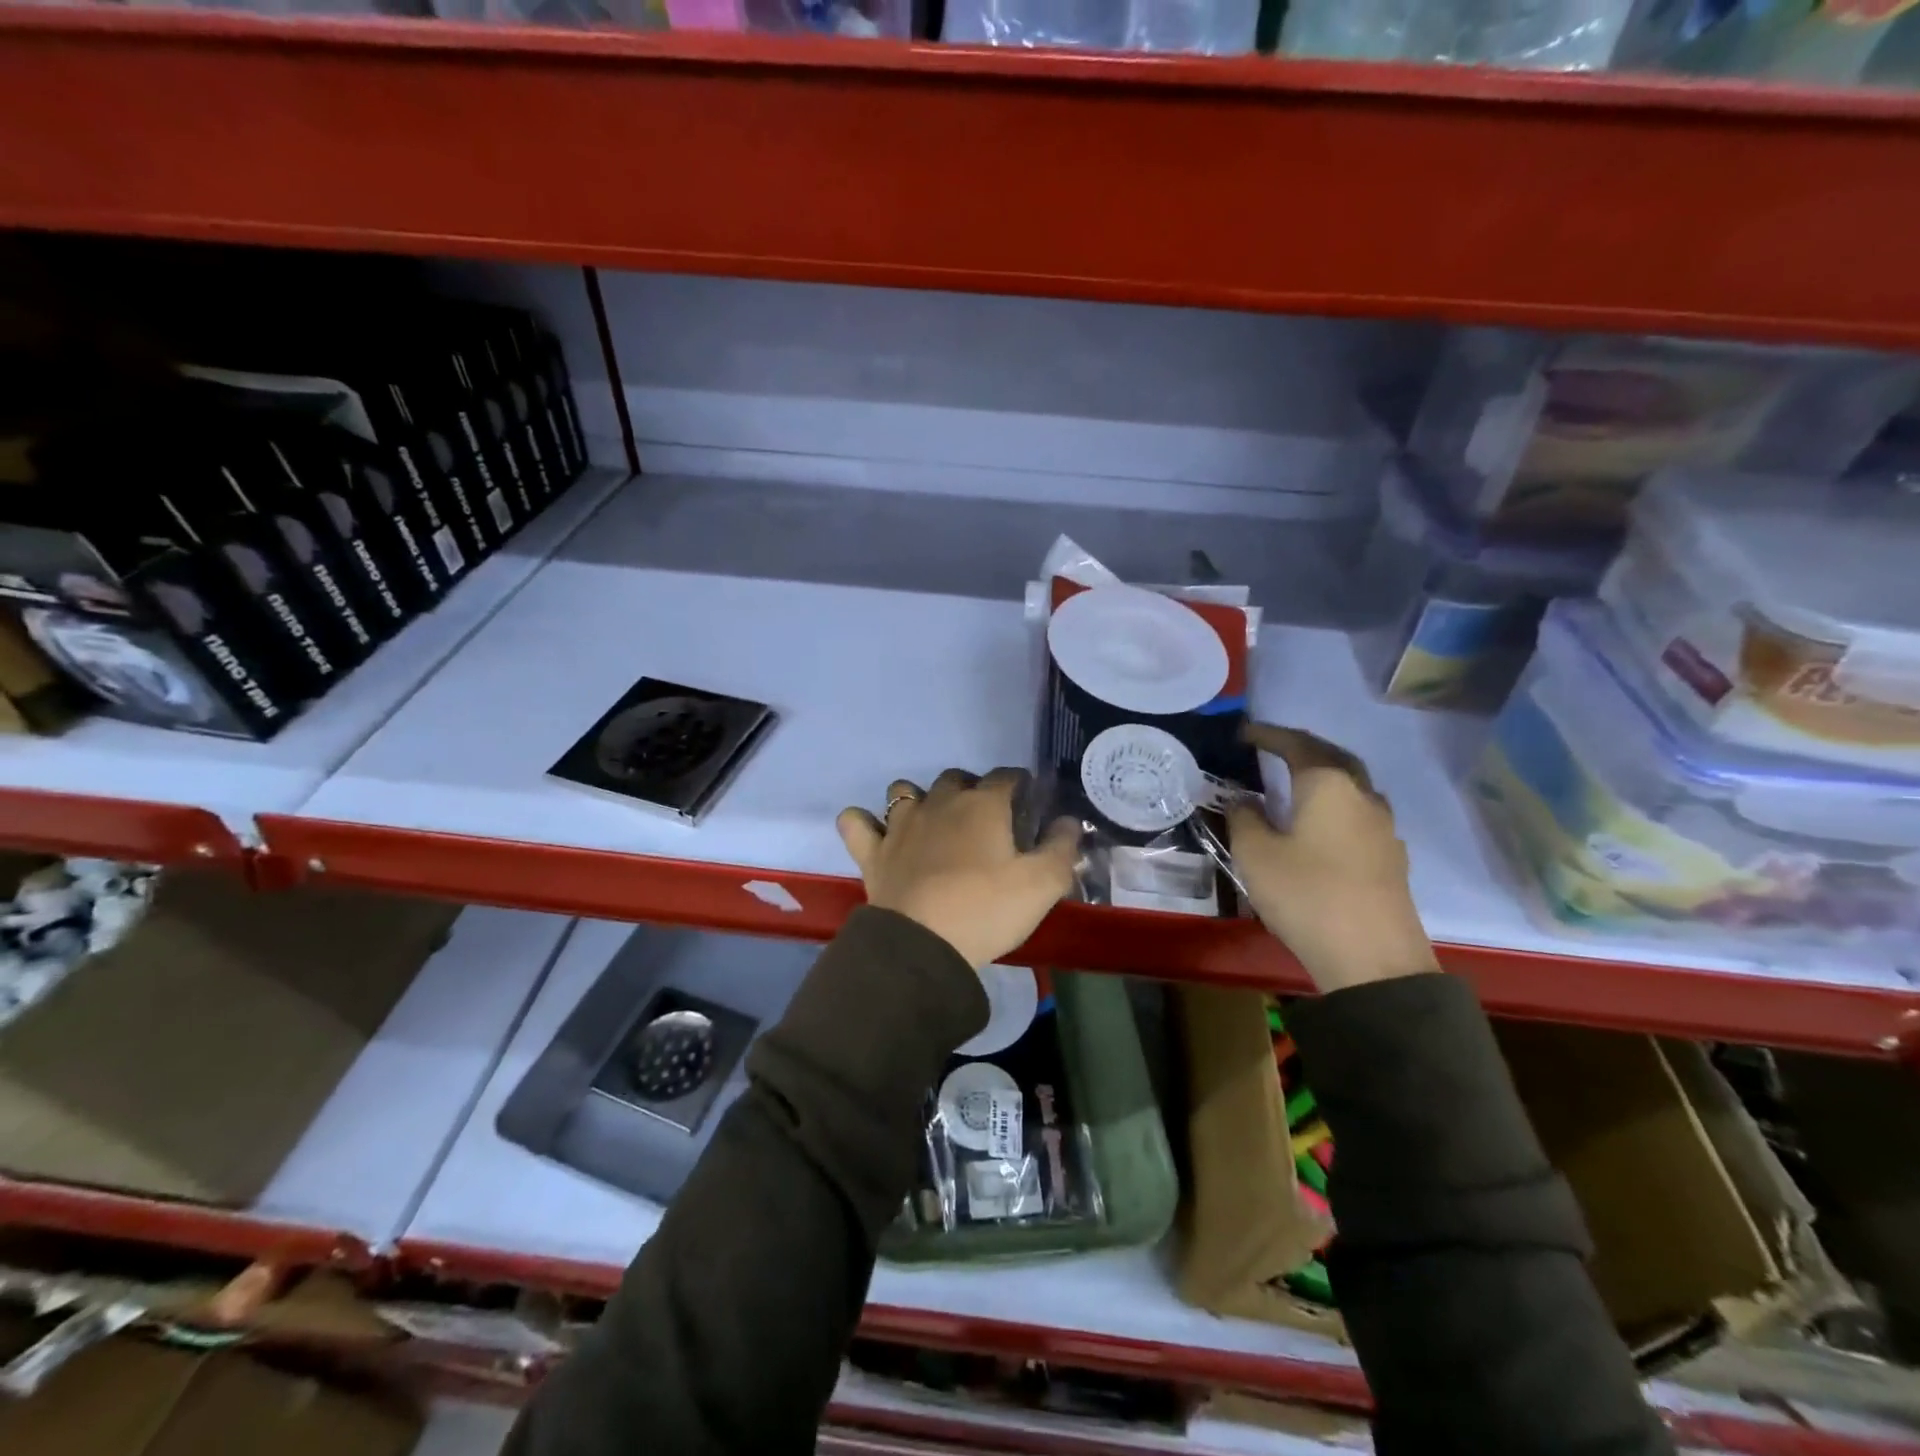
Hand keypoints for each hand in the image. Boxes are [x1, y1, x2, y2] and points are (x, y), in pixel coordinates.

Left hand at [837, 768, 1082, 969]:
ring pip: (903, 790)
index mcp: (983, 805)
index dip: (1020, 785)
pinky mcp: (872, 851)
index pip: (1007, 776)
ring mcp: (900, 824)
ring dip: (917, 799)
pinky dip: (863, 823)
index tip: (1028, 804)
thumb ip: (1062, 847)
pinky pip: (855, 822)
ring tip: (931, 825)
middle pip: (956, 778)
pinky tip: (876, 834)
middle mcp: (939, 802)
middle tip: (984, 822)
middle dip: (971, 789)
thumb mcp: (1042, 884)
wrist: (924, 944)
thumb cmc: (987, 909)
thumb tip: (1070, 820)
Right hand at [1227, 723, 1439, 993]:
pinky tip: (1320, 826)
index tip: (1243, 733)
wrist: (1373, 959)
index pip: (1296, 744)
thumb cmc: (1306, 895)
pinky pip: (1359, 814)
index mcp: (1328, 785)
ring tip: (1294, 785)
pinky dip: (1335, 806)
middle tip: (1273, 749)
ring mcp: (1383, 828)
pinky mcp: (1390, 858)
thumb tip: (1244, 800)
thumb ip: (1244, 818)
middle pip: (1332, 757)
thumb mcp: (1255, 854)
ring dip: (1323, 776)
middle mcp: (1362, 796)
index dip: (1268, 735)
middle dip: (1302, 748)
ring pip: (1351, 786)